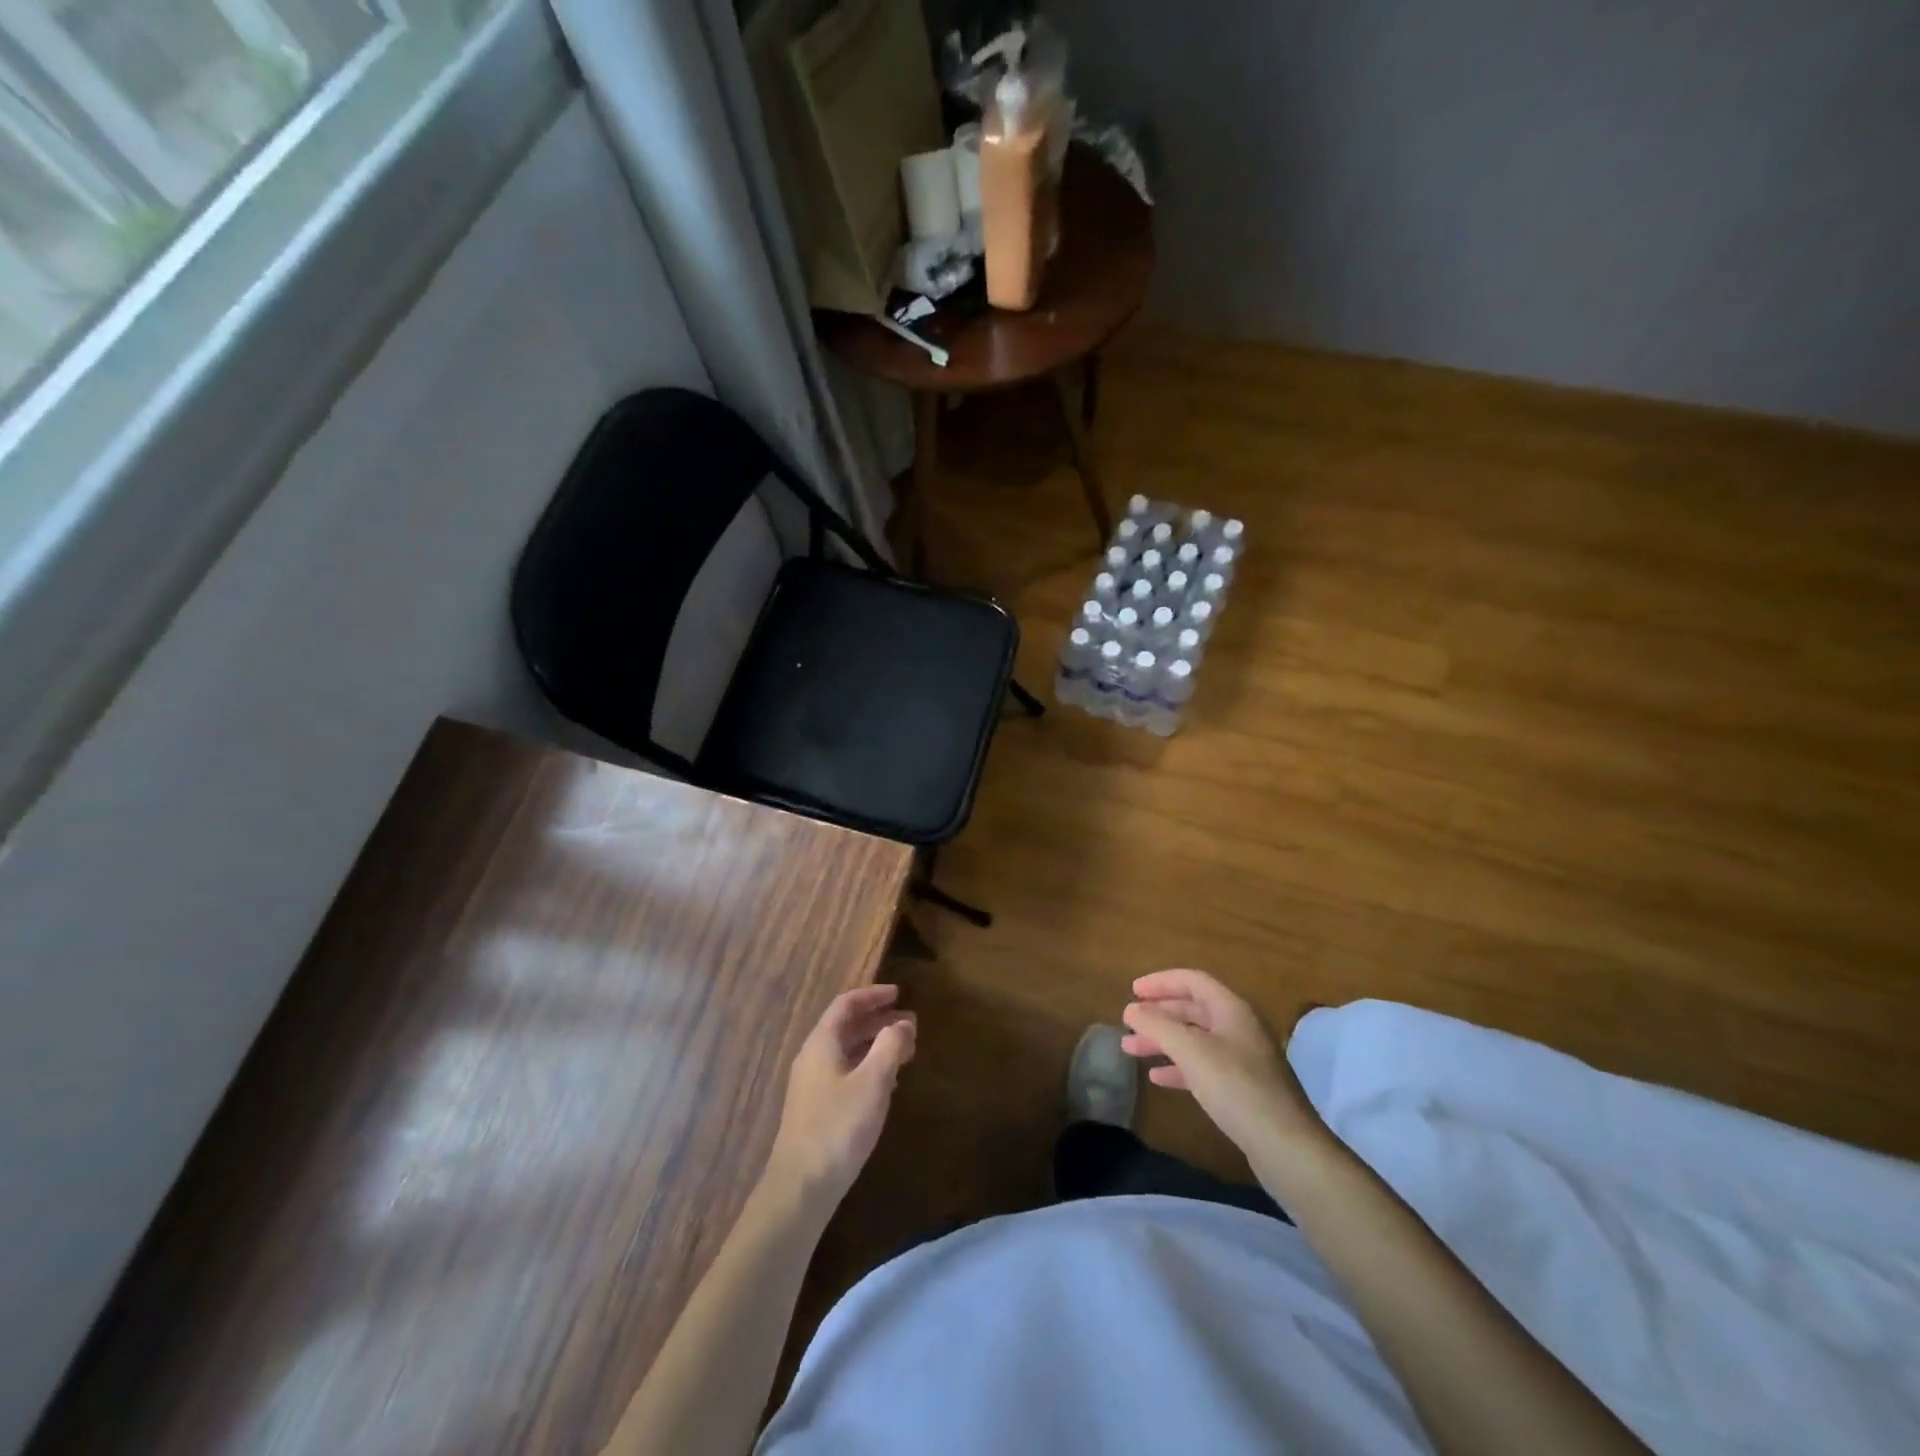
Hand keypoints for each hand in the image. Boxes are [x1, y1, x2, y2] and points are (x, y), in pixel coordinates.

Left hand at [765, 985, 915, 1207]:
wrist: (800, 1188)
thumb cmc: (838, 1127)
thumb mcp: (873, 1082)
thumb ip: (890, 1046)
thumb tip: (903, 1023)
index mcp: (822, 1044)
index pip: (846, 1005)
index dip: (872, 996)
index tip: (899, 993)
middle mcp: (813, 1058)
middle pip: (846, 1027)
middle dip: (878, 1021)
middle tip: (910, 1024)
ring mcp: (812, 1086)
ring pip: (847, 1052)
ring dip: (875, 1045)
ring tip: (905, 1051)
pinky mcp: (817, 1110)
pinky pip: (846, 1073)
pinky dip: (868, 1067)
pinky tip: (887, 1083)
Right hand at [1120, 969, 1327, 1160]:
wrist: (1287, 1146)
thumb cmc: (1236, 1087)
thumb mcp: (1191, 1051)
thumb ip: (1158, 1025)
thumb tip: (1131, 1009)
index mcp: (1232, 1009)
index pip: (1192, 981)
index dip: (1160, 982)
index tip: (1133, 991)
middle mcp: (1239, 1028)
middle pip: (1192, 1009)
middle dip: (1158, 1014)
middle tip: (1128, 1022)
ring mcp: (1244, 1059)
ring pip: (1195, 1039)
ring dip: (1163, 1041)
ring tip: (1131, 1050)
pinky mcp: (1243, 1089)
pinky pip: (1204, 1067)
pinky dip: (1179, 1067)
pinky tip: (1158, 1078)